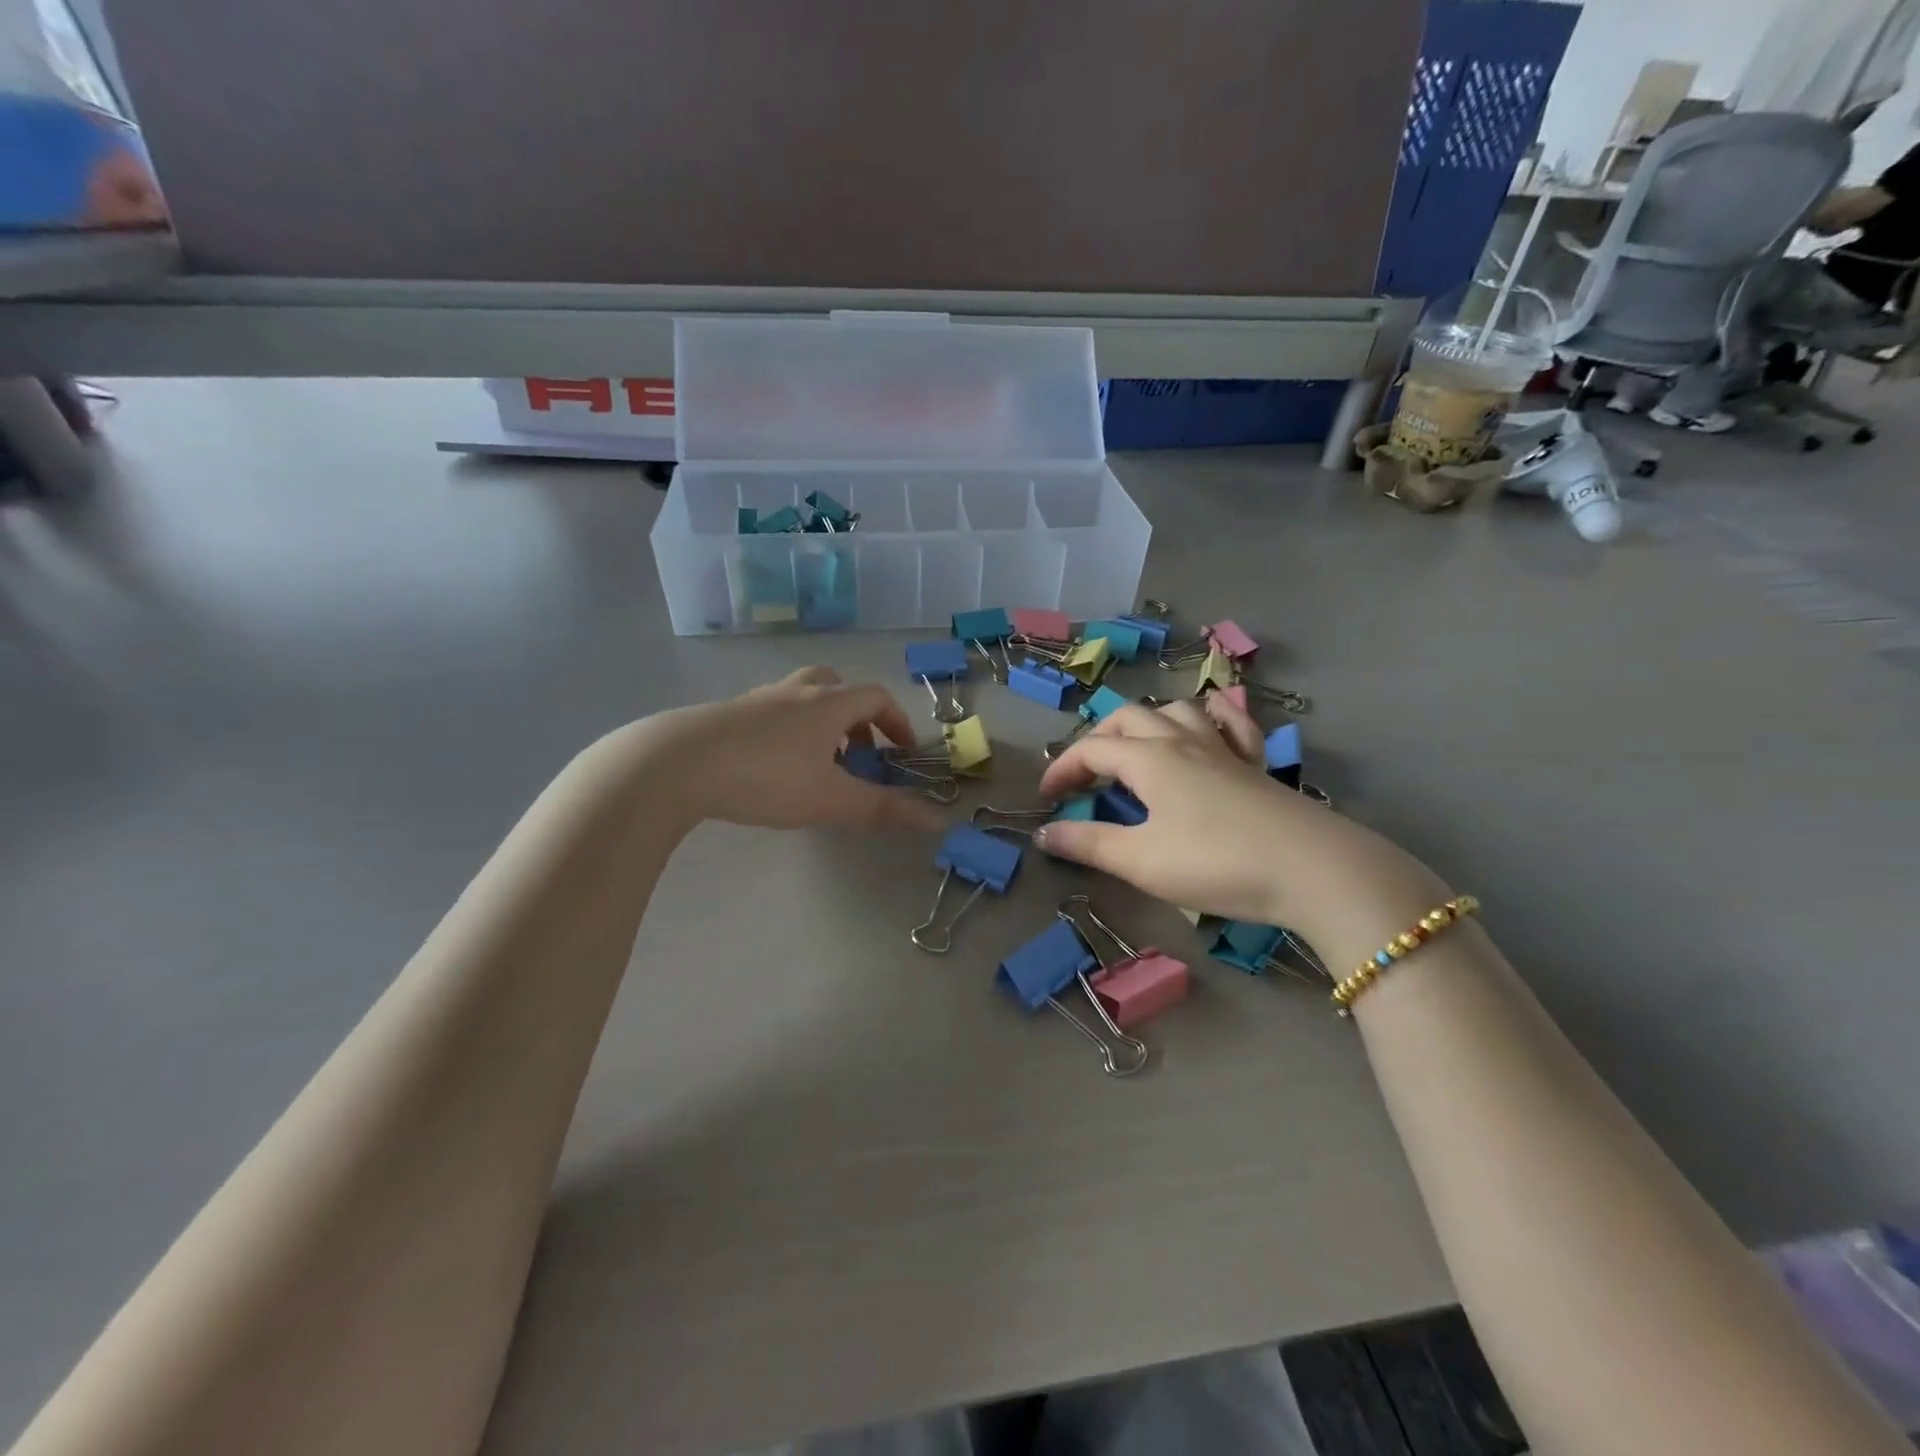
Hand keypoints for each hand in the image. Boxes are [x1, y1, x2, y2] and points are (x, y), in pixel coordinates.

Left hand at [634, 667, 946, 833]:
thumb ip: (884, 810)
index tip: (903, 753)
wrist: (676, 764)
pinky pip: (770, 715)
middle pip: (836, 686)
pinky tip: (771, 770)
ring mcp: (757, 700)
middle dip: (856, 719)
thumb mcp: (831, 800)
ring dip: (820, 725)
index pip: (876, 697)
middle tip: (856, 754)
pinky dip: (786, 734)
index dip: (897, 722)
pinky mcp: (726, 715)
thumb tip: (938, 821)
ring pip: (800, 699)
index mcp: (828, 703)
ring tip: (815, 767)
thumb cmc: (766, 778)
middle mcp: (795, 692)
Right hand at [1035, 695, 1447, 959]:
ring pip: (1177, 710)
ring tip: (1137, 749)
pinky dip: (1211, 717)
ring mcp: (1223, 748)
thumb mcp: (1139, 860)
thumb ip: (1088, 844)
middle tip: (1086, 774)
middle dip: (1098, 739)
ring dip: (1148, 721)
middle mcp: (1183, 740)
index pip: (1091, 749)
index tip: (1045, 801)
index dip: (1062, 769)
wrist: (1312, 869)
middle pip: (1129, 717)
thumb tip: (1042, 835)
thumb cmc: (1214, 863)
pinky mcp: (1256, 765)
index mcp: (1149, 758)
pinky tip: (1209, 726)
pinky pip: (1231, 723)